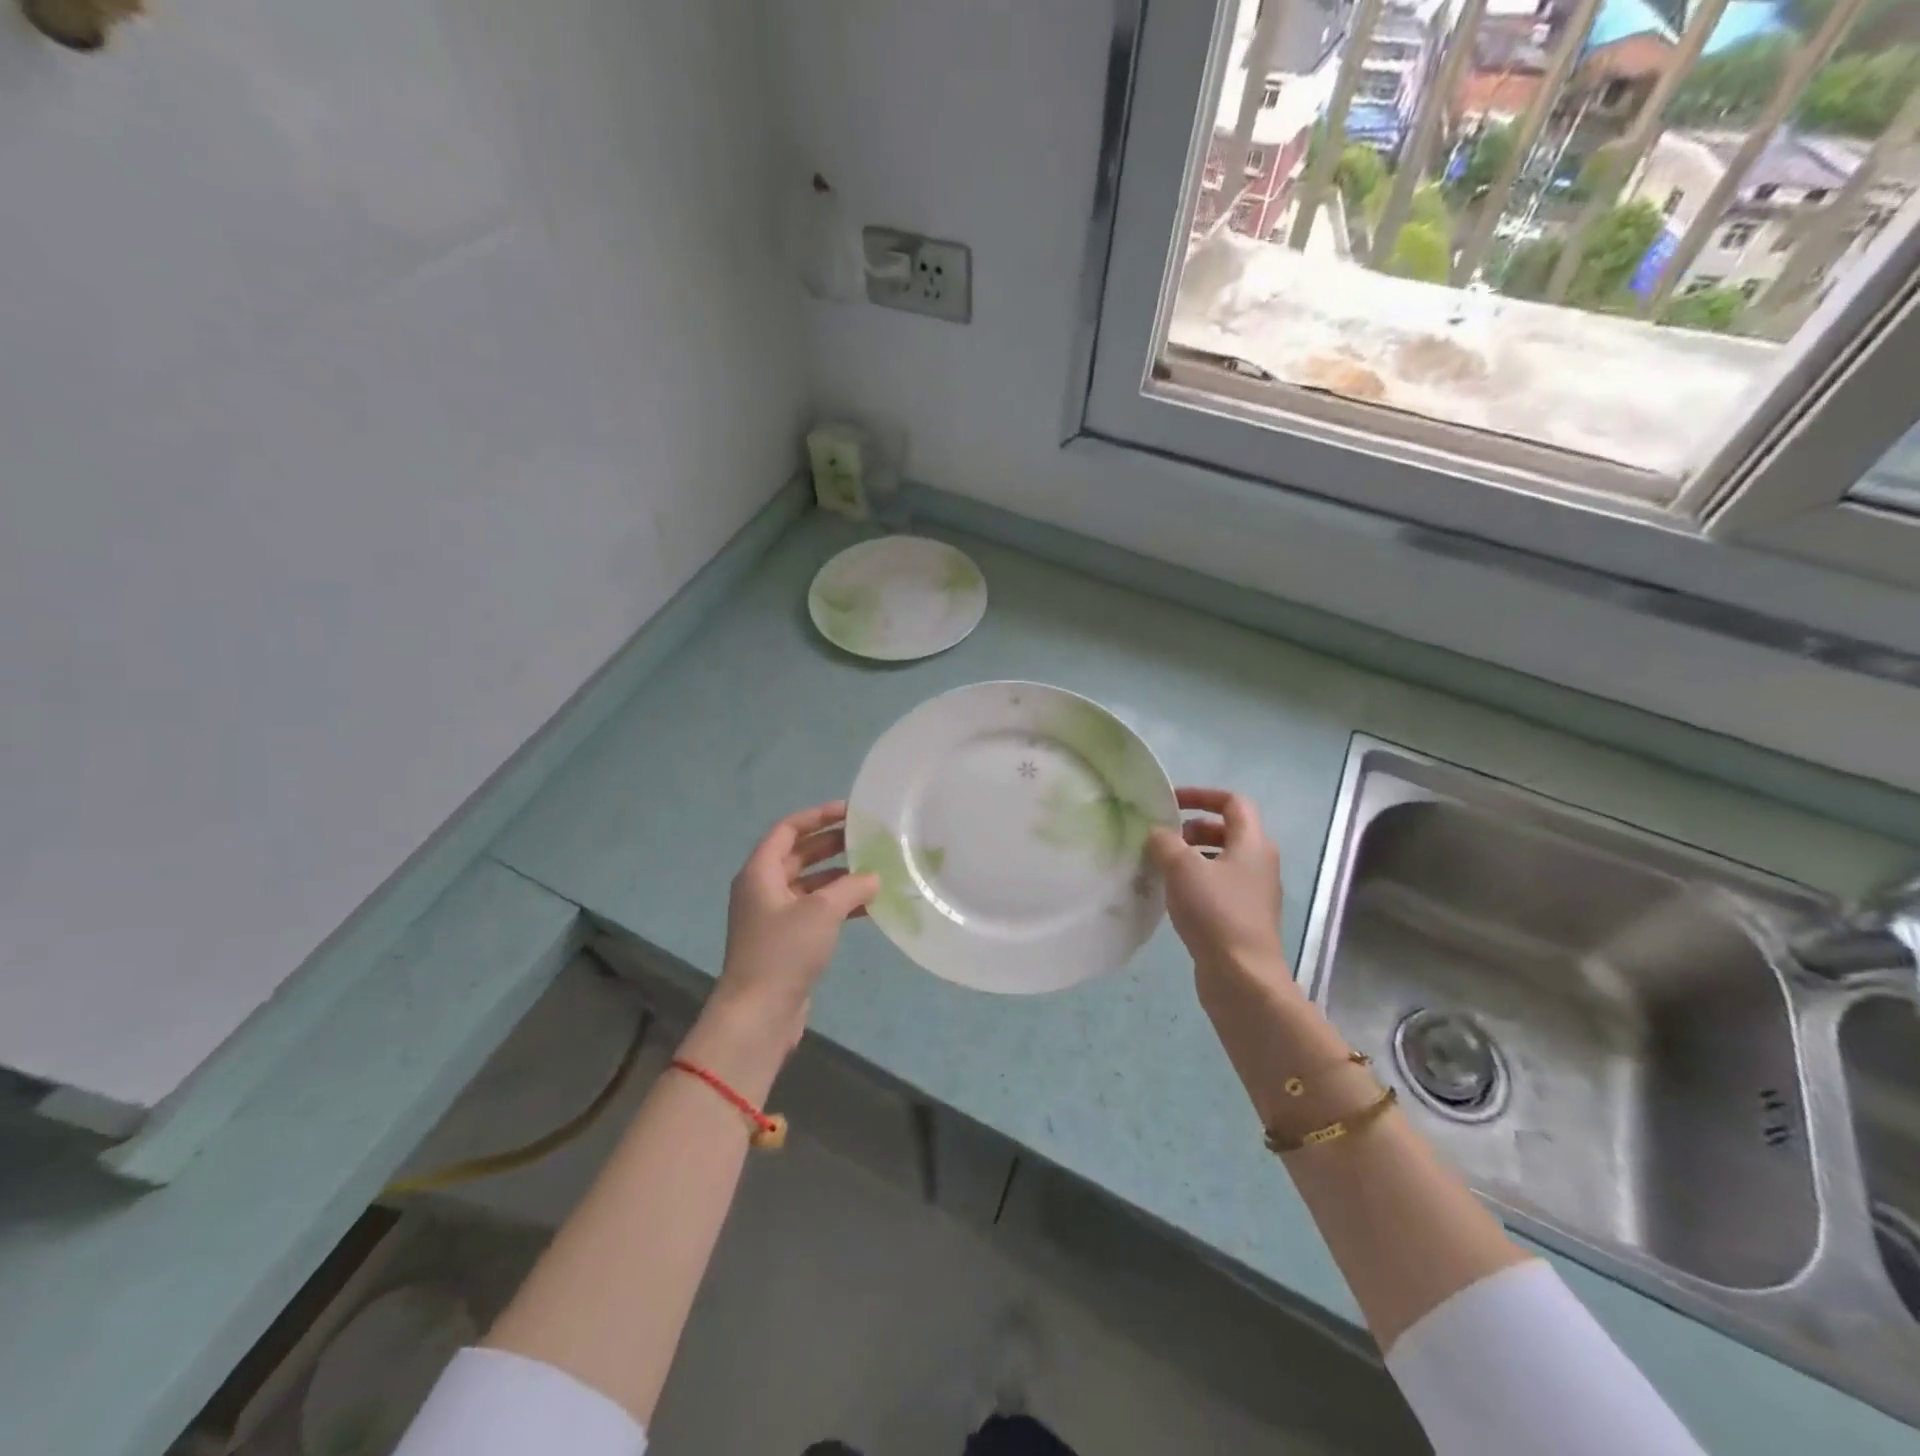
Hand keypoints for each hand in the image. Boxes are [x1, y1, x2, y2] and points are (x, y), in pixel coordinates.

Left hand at [707, 801, 878, 1051]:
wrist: (758, 1014)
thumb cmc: (783, 952)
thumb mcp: (821, 911)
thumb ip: (851, 886)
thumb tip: (873, 877)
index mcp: (760, 872)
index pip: (788, 829)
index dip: (818, 816)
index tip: (851, 812)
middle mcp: (763, 889)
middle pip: (799, 855)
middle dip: (833, 844)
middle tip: (868, 838)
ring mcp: (774, 917)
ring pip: (810, 884)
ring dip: (840, 876)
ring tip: (876, 870)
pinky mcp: (786, 941)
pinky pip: (815, 911)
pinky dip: (838, 904)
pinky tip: (868, 906)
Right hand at [1148, 787, 1285, 982]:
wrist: (1242, 977)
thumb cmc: (1215, 913)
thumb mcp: (1182, 868)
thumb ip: (1165, 842)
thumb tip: (1158, 833)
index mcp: (1253, 843)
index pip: (1233, 802)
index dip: (1202, 796)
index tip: (1171, 802)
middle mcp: (1259, 863)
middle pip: (1228, 831)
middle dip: (1193, 828)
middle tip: (1164, 838)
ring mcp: (1254, 893)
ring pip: (1222, 860)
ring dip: (1192, 856)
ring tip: (1161, 866)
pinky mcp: (1243, 918)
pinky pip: (1218, 886)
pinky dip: (1196, 882)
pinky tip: (1172, 897)